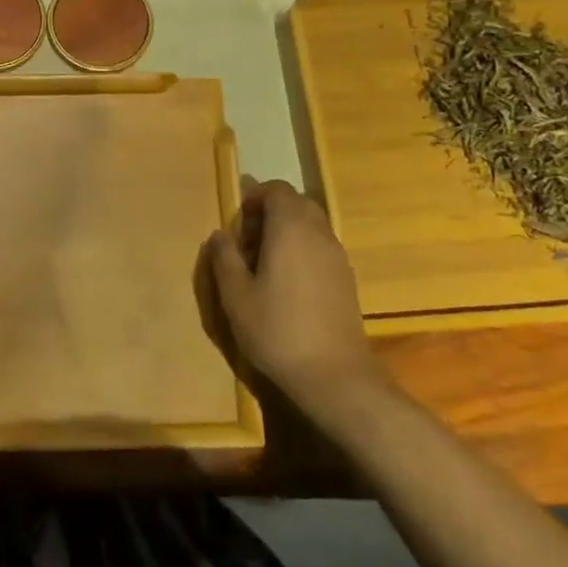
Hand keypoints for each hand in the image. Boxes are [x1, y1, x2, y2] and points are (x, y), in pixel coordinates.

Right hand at [197, 180, 386, 403]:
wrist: (335, 376)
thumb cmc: (277, 330)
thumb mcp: (235, 294)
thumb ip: (224, 257)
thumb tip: (220, 235)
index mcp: (290, 228)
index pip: (276, 190)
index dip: (253, 198)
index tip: (236, 225)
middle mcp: (319, 233)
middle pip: (296, 204)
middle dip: (268, 214)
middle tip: (245, 244)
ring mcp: (337, 256)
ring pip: (310, 226)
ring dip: (284, 233)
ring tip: (261, 267)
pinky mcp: (346, 279)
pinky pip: (319, 247)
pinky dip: (300, 251)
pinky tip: (285, 286)